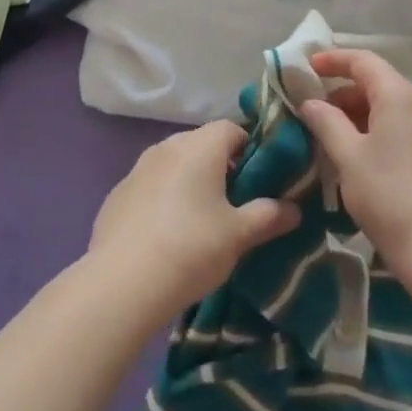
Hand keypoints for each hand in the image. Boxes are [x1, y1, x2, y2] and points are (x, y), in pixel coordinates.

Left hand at [88, 121, 300, 320]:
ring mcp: (137, 169)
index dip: (249, 148)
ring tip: (201, 220)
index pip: (231, 128)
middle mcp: (166, 147)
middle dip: (220, 166)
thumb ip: (268, 216)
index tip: (259, 178)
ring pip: (173, 164)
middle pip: (201, 144)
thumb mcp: (239, 235)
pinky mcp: (117, 194)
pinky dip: (162, 199)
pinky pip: (149, 186)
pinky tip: (166, 234)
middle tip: (234, 202)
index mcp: (199, 147)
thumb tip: (294, 209)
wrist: (123, 282)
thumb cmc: (191, 248)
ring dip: (189, 182)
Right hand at [297, 48, 411, 276]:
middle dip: (344, 91)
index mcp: (400, 95)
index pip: (364, 61)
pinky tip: (364, 154)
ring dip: (361, 112)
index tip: (308, 67)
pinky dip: (381, 128)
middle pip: (379, 82)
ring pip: (393, 106)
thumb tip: (311, 103)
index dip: (333, 59)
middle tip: (316, 111)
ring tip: (335, 135)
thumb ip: (327, 122)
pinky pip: (406, 126)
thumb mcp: (348, 156)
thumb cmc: (388, 195)